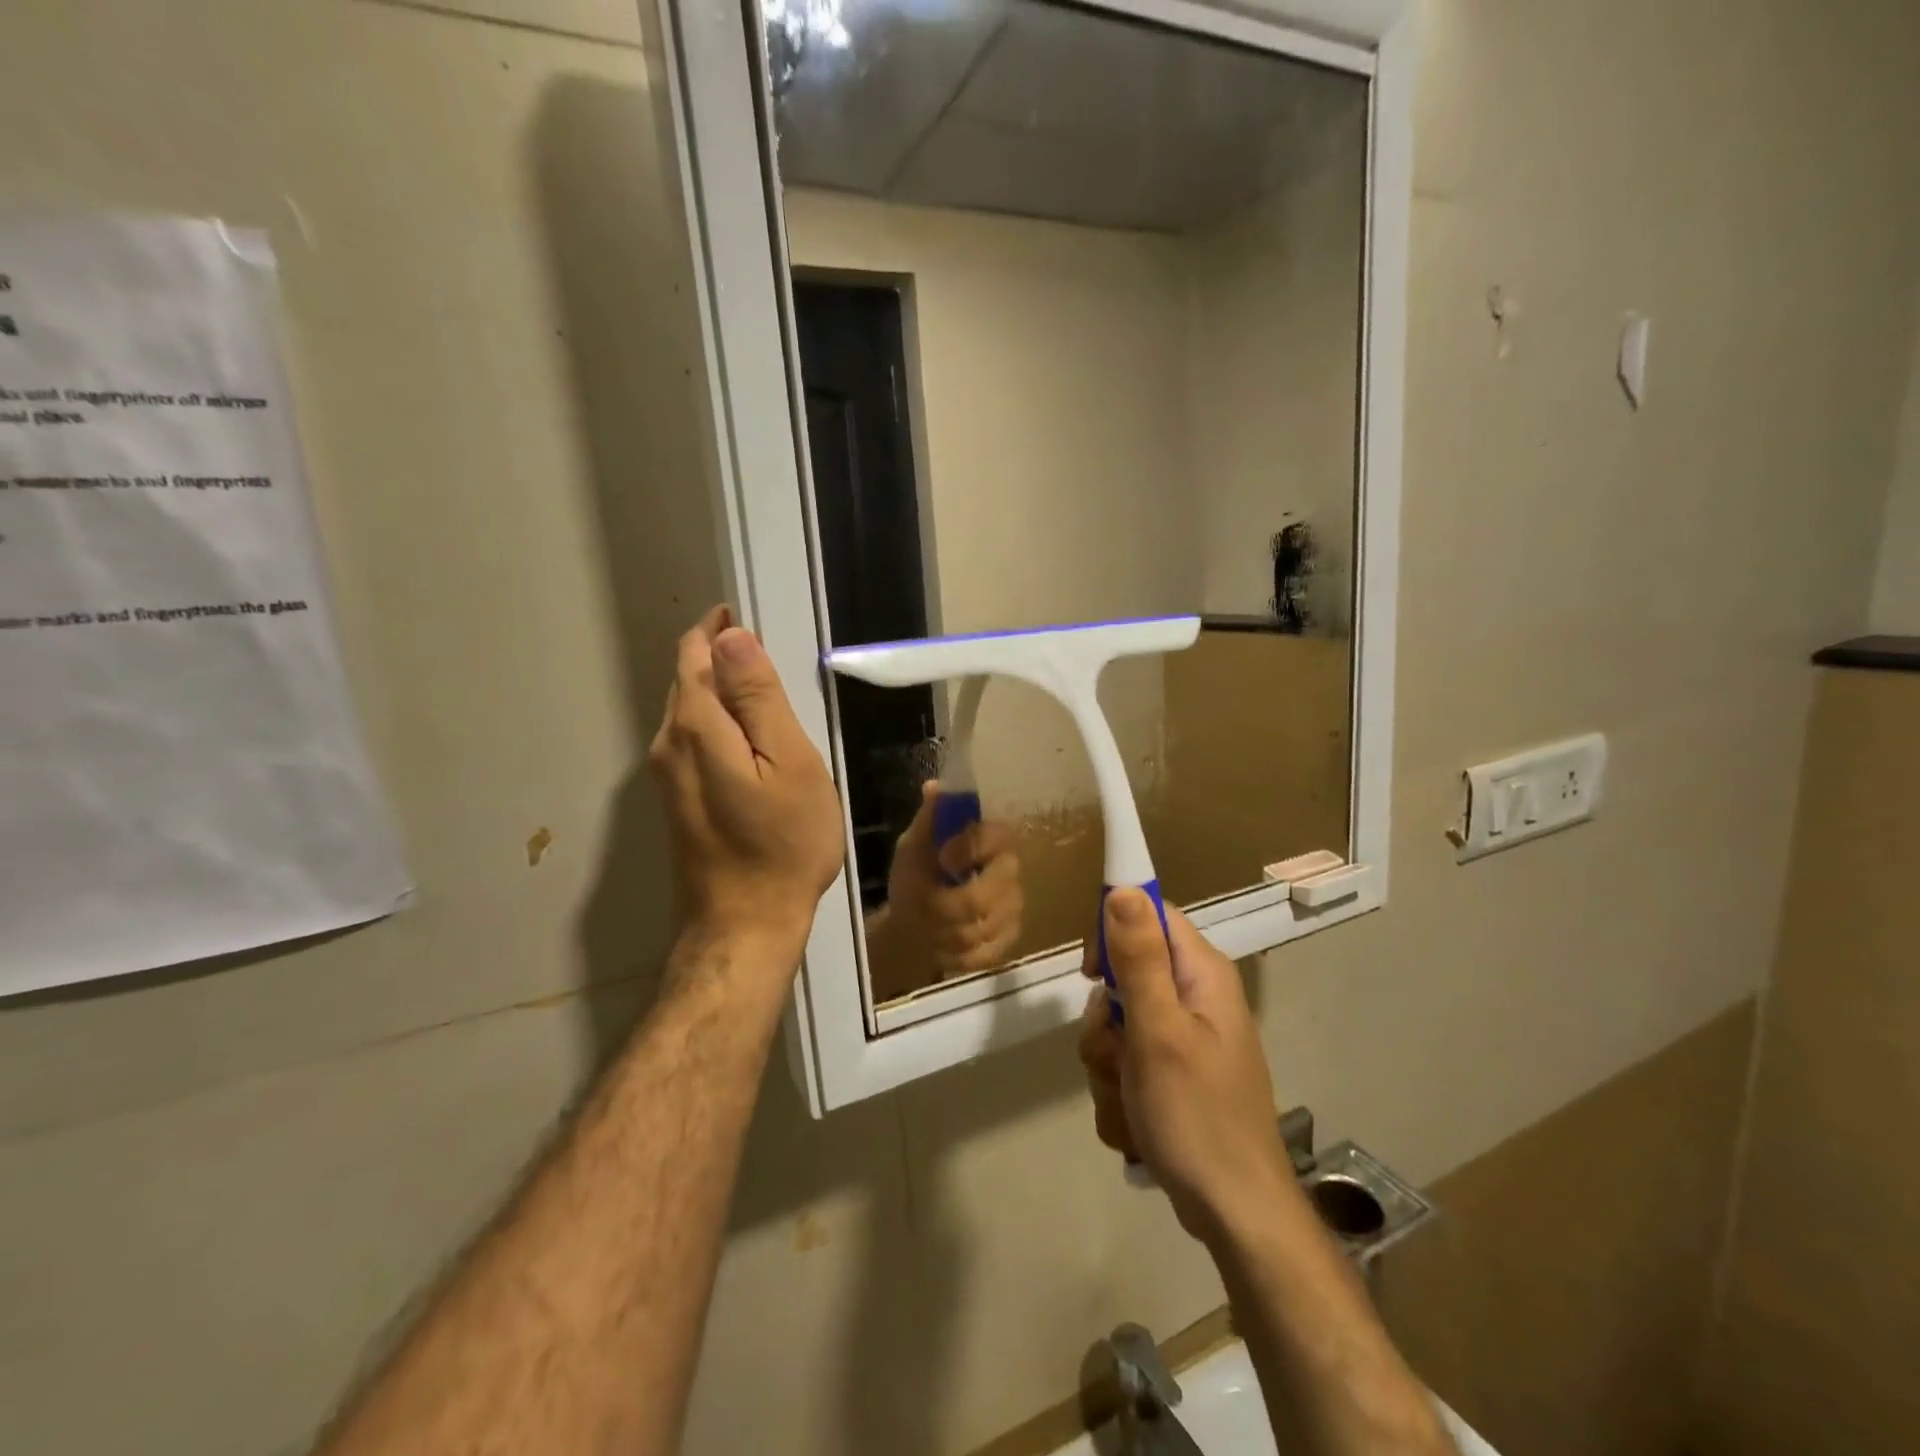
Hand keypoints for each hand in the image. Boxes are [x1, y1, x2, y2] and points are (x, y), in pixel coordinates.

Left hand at [648, 607, 844, 959]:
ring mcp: (667, 776)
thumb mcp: (789, 764)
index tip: (757, 617)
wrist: (746, 924)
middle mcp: (668, 744)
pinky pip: (695, 741)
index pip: (696, 653)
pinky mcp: (677, 800)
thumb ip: (759, 699)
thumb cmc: (783, 843)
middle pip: (689, 680)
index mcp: (695, 727)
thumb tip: (732, 637)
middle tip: (775, 654)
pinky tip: (753, 741)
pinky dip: (721, 724)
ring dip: (723, 691)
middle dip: (723, 657)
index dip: (722, 629)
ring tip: (771, 693)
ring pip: (691, 711)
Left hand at [882, 782, 1023, 979]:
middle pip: (990, 892)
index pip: (998, 836)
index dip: (970, 849)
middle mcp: (1009, 868)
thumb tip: (934, 787)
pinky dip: (957, 954)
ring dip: (946, 931)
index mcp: (989, 838)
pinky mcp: (1010, 937)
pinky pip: (987, 952)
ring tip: (928, 926)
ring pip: (984, 927)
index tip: (942, 859)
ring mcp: (1013, 905)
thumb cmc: (915, 876)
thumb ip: (928, 820)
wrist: (912, 923)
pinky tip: (943, 946)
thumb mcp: (913, 846)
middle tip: (926, 905)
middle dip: (948, 905)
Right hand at [1079, 891, 1290, 1244]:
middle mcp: (1195, 997)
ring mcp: (1184, 1038)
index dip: (1113, 932)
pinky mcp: (1173, 1073)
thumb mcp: (1159, 1031)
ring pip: (1117, 1025)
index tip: (1092, 974)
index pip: (1149, 914)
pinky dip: (1119, 1089)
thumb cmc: (1198, 1116)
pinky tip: (1135, 1121)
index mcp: (1201, 973)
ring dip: (1107, 1062)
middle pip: (1125, 974)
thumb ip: (1139, 958)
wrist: (1235, 1214)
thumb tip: (1122, 888)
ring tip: (1128, 1097)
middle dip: (1105, 1019)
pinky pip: (1125, 1062)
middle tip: (1116, 1051)